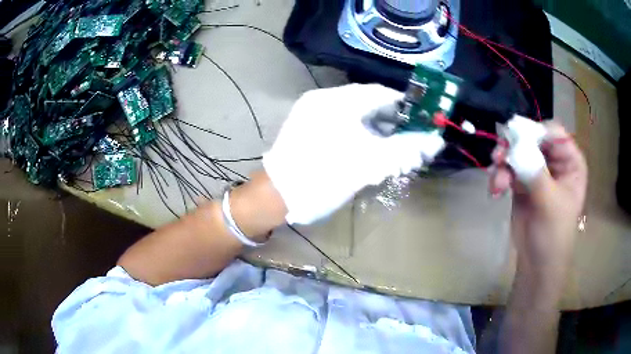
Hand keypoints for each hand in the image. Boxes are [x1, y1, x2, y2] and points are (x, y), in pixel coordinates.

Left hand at [263, 84, 444, 224]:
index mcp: (337, 100)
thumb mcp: (369, 164)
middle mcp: (323, 99)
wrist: (276, 197)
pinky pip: (341, 124)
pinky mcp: (306, 128)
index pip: (381, 93)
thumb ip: (405, 149)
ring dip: (376, 129)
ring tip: (393, 148)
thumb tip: (435, 141)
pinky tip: (369, 150)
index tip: (423, 121)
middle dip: (392, 121)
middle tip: (409, 140)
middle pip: (368, 103)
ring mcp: (312, 113)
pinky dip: (358, 134)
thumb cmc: (323, 177)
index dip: (405, 105)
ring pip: (354, 115)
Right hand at [490, 122, 586, 285]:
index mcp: (570, 162)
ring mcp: (537, 171)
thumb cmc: (554, 235)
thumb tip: (517, 145)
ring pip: (517, 152)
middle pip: (532, 138)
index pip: (554, 133)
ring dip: (503, 162)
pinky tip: (495, 189)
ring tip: (496, 182)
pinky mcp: (522, 182)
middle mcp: (554, 161)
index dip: (536, 131)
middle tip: (498, 156)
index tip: (517, 139)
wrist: (537, 263)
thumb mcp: (550, 203)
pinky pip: (508, 168)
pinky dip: (500, 175)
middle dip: (514, 146)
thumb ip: (536, 173)